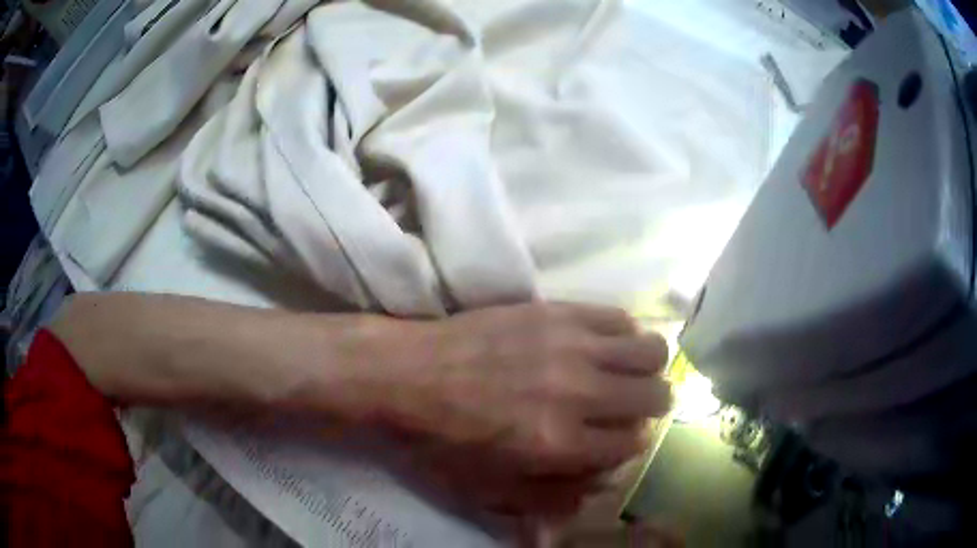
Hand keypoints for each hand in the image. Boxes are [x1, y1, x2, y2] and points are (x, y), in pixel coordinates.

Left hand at [395, 303, 672, 477]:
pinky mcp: (556, 311)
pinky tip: (602, 345)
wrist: (404, 374)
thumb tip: (602, 483)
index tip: (614, 440)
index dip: (628, 445)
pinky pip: (619, 317)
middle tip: (627, 408)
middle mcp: (577, 393)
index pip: (633, 444)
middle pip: (655, 396)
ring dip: (646, 368)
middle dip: (649, 408)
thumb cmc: (442, 441)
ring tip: (624, 373)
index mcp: (559, 444)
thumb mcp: (490, 491)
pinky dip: (623, 335)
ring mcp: (569, 345)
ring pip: (651, 350)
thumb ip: (553, 497)